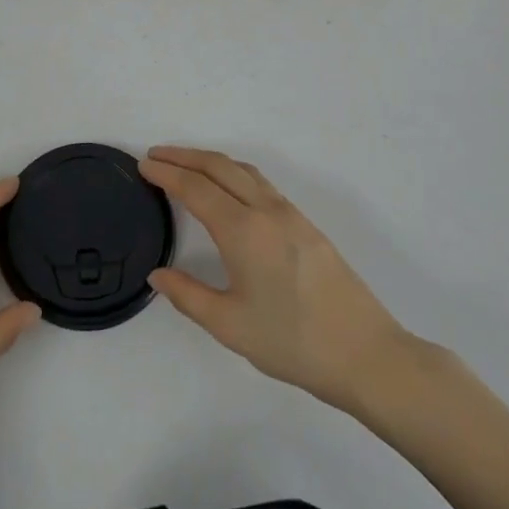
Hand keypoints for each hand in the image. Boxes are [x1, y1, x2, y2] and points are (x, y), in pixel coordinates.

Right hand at [141, 147, 421, 413]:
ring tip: (186, 165)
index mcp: (243, 230)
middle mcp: (266, 211)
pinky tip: (228, 190)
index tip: (143, 164)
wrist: (365, 353)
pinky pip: (261, 184)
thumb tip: (157, 274)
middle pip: (220, 167)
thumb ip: (187, 295)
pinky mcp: (307, 225)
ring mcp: (291, 215)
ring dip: (211, 161)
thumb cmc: (292, 342)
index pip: (196, 188)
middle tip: (156, 155)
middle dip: (185, 156)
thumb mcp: (229, 325)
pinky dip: (234, 173)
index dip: (167, 173)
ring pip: (244, 171)